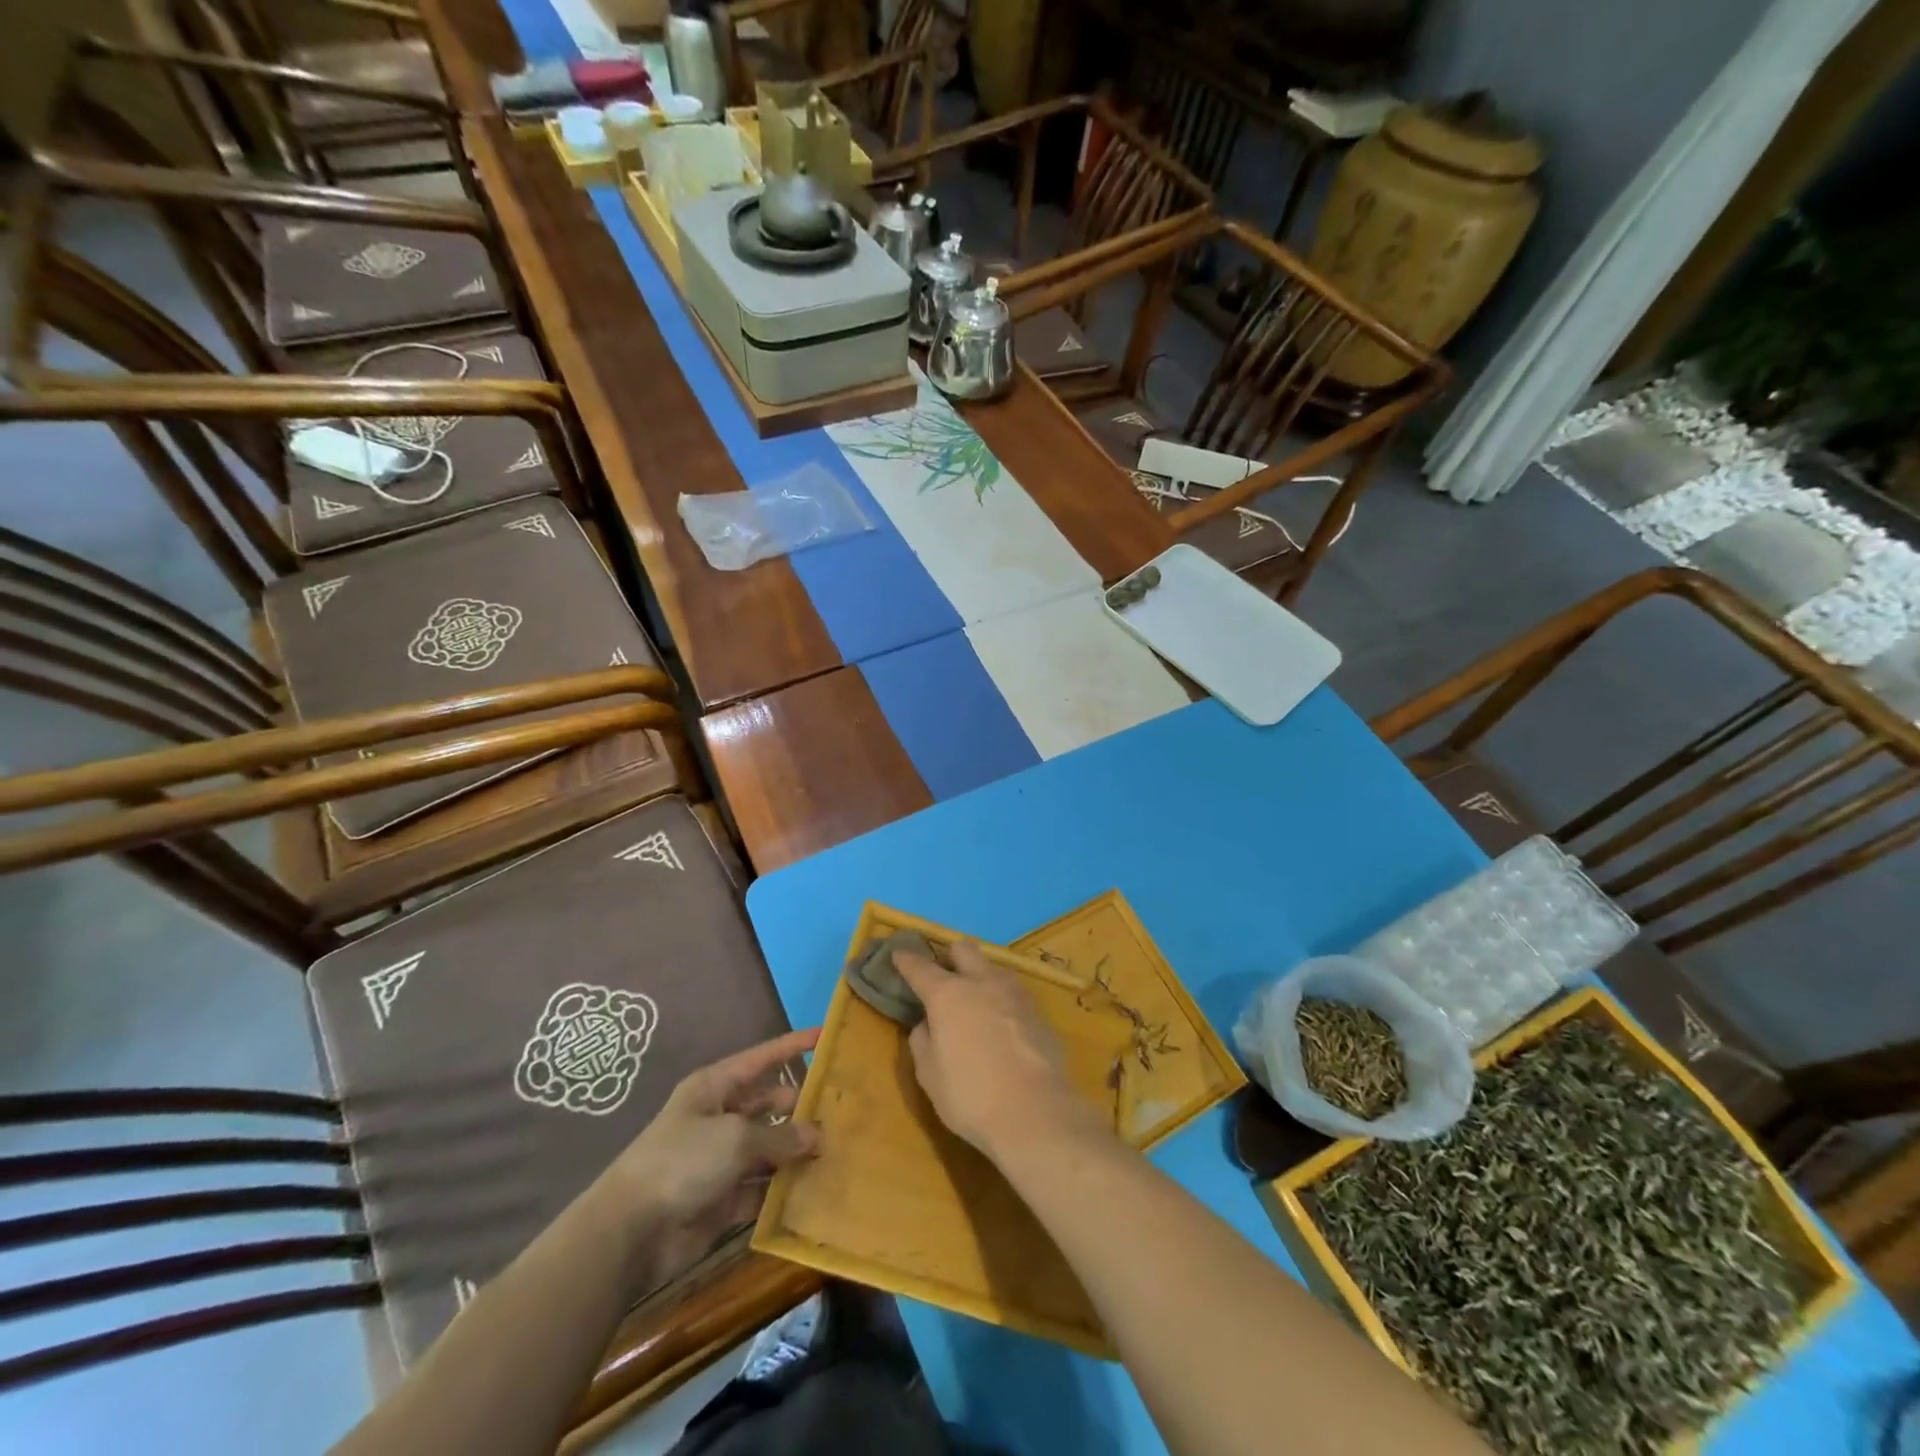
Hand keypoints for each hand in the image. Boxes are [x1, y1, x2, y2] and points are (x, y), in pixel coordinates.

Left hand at [595, 1028, 820, 1280]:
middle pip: (769, 1103)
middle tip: (843, 1111)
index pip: (763, 1057)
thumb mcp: (736, 1137)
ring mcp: (720, 1158)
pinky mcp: (722, 1197)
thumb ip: (780, 1135)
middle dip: (801, 1107)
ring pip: (769, 1147)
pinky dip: (782, 1190)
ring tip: (838, 1150)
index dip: (793, 1046)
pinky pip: (760, 1187)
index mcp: (715, 1087)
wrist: (630, 1232)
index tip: (826, 1036)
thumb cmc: (682, 1162)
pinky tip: (814, 1191)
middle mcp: (720, 1116)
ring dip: (796, 1152)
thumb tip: (816, 1135)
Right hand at [895, 945, 1100, 1161]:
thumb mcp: (929, 1074)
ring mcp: (1015, 995)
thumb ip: (922, 1040)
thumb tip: (927, 1023)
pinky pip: (1014, 996)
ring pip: (994, 968)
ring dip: (980, 977)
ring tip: (975, 1004)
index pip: (920, 967)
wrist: (1035, 1113)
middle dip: (950, 957)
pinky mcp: (1040, 1013)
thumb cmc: (970, 1096)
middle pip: (964, 950)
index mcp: (948, 994)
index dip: (906, 960)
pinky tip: (1002, 1029)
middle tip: (943, 979)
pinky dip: (1002, 1003)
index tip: (898, 955)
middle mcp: (983, 983)